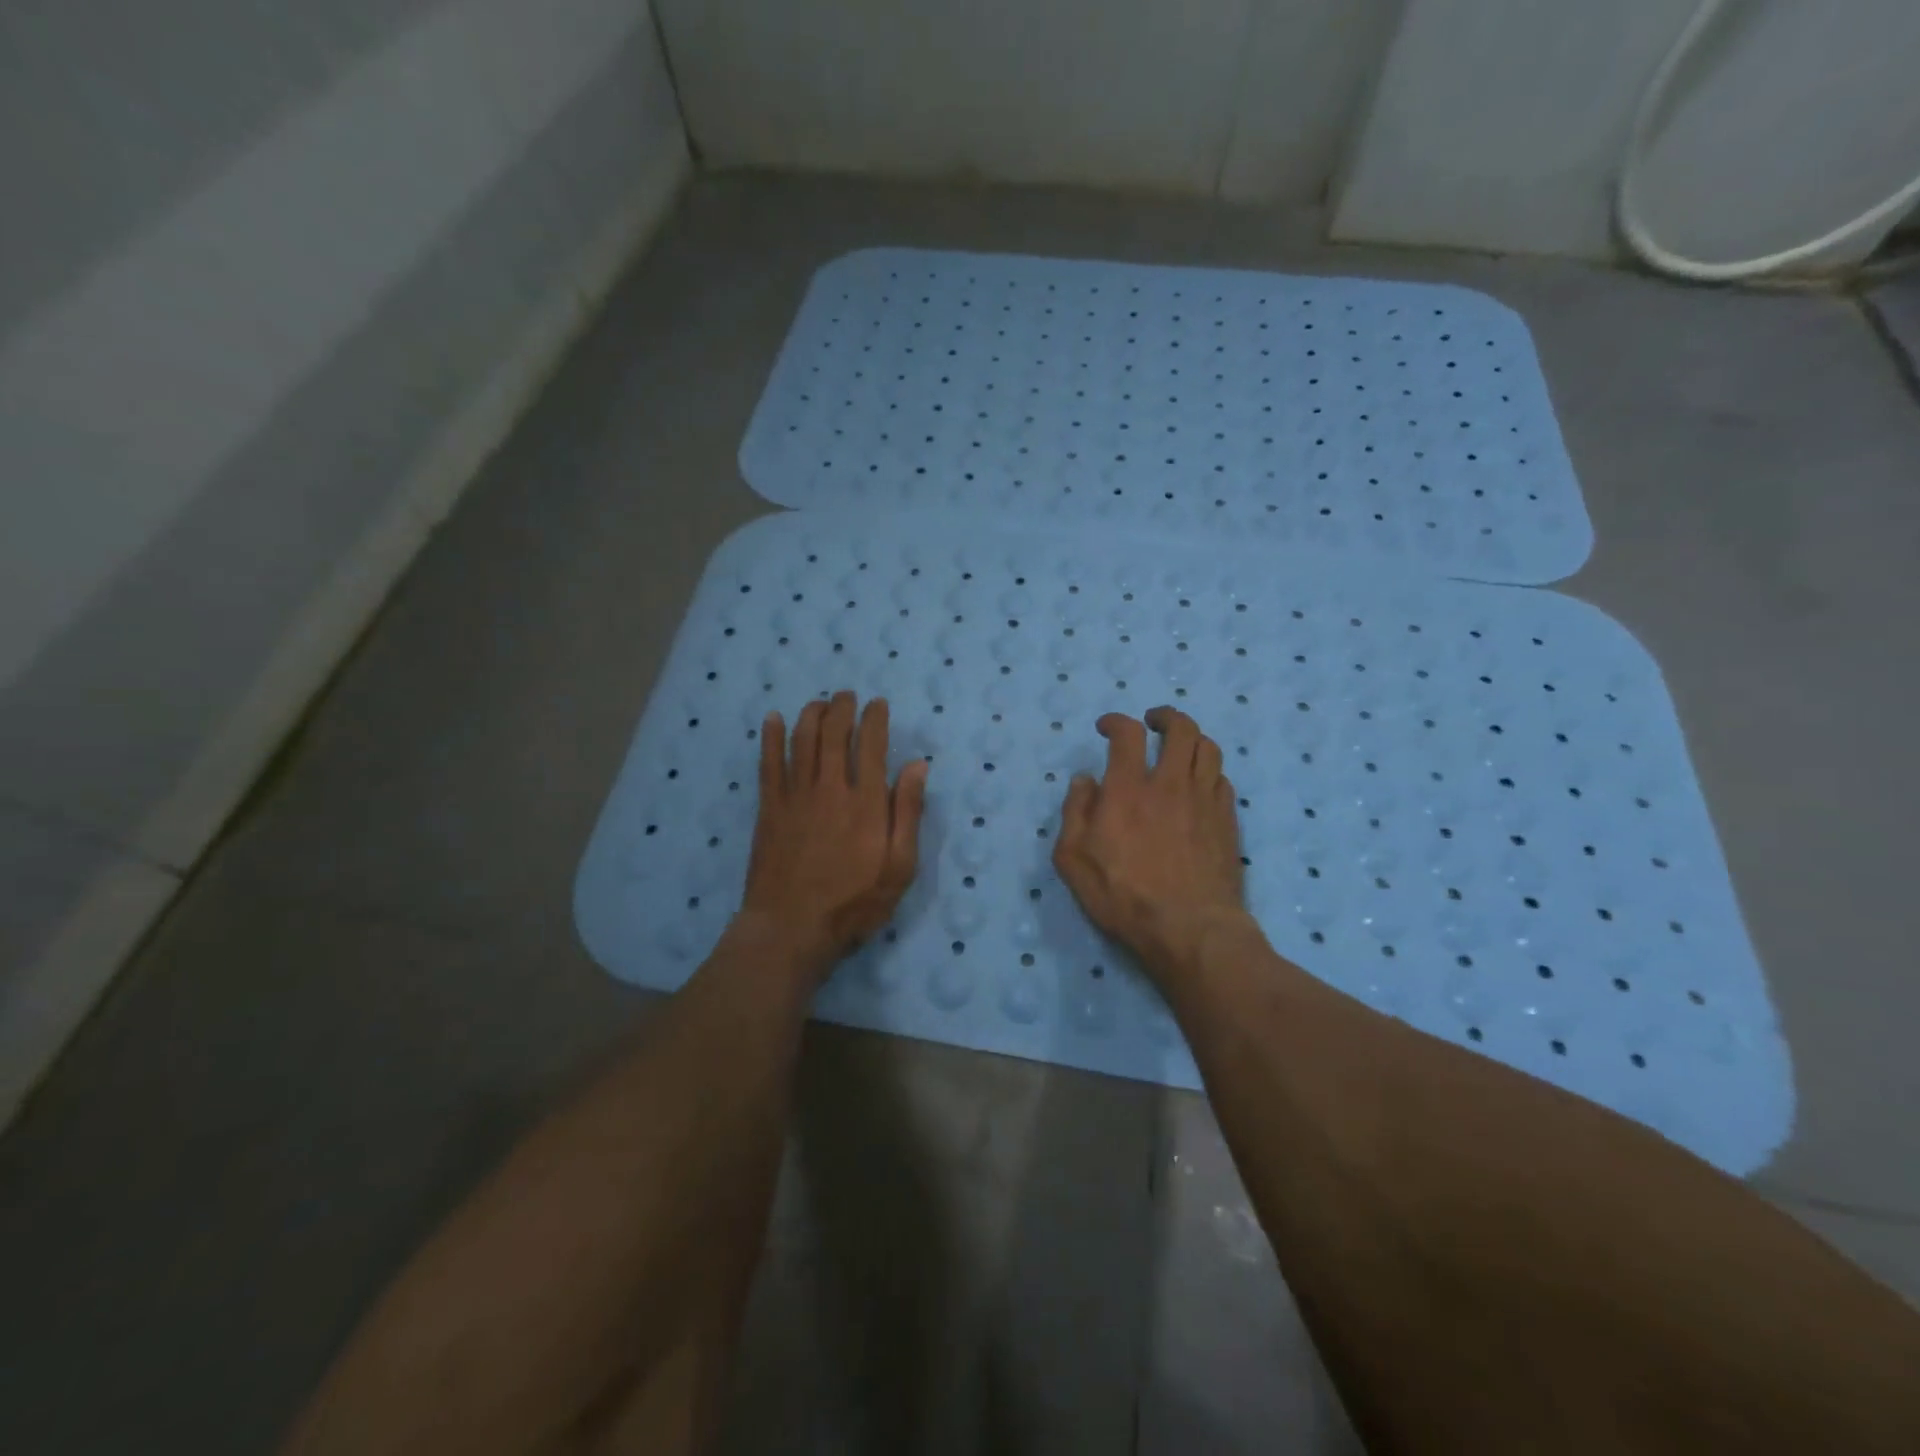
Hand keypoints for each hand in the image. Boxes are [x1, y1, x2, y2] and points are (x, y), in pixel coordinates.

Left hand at [739, 691, 927, 977]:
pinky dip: (770, 737)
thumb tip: (918, 766)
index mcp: (867, 803)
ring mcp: (795, 796)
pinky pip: (768, 763)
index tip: (877, 704)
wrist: (791, 929)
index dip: (875, 719)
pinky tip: (772, 720)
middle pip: (835, 734)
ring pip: (801, 740)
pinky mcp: (769, 808)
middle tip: (847, 696)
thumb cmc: (854, 903)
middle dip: (842, 708)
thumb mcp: (899, 868)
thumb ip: (908, 814)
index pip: (872, 745)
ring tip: (819, 703)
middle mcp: (831, 788)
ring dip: (811, 714)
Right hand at [1053, 707, 1250, 982]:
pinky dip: (1209, 772)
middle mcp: (1170, 784)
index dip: (1115, 721)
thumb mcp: (1073, 860)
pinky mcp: (1227, 821)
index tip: (1106, 728)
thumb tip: (1084, 780)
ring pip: (1209, 748)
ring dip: (1192, 739)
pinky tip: (1199, 785)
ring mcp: (1205, 801)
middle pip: (1181, 728)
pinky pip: (1223, 780)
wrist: (1189, 929)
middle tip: (1152, 723)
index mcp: (1128, 789)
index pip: (1127, 734)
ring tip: (1180, 747)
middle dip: (1165, 717)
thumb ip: (1074, 812)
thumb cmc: (1123, 897)